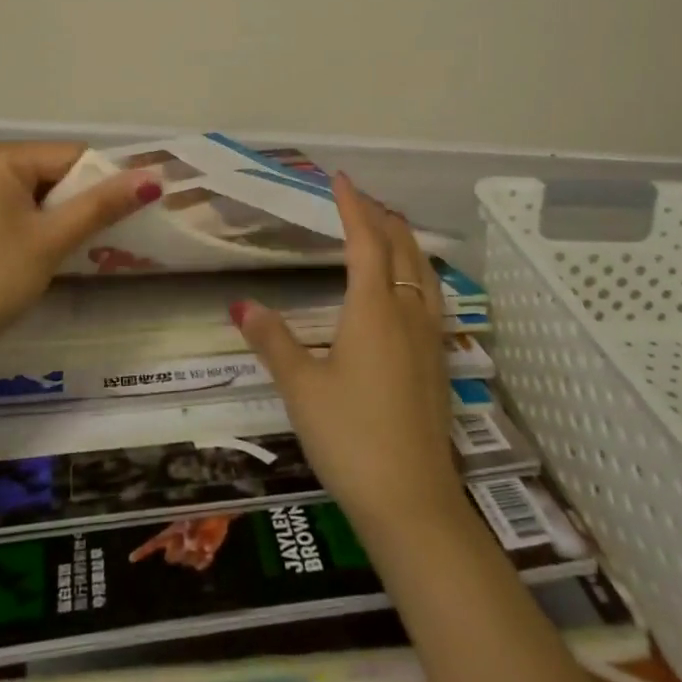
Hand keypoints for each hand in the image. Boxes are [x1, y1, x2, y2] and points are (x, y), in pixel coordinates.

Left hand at [0, 141, 160, 368]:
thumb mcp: (52, 240)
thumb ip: (102, 205)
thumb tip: (154, 177)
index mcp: (2, 157)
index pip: (73, 155)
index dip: (104, 183)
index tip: (127, 215)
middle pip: (58, 170)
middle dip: (84, 200)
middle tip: (107, 236)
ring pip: (44, 190)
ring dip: (67, 214)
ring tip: (84, 246)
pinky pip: (25, 205)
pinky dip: (45, 223)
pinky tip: (53, 250)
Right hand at [129, 515, 231, 570]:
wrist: (221, 513)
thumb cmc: (205, 510)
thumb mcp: (196, 516)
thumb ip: (192, 529)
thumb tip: (189, 543)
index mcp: (174, 530)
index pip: (155, 542)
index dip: (143, 550)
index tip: (131, 558)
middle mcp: (179, 542)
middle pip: (170, 557)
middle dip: (179, 553)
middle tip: (191, 542)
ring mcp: (190, 550)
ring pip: (186, 562)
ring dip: (195, 555)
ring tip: (204, 542)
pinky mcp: (202, 556)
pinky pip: (199, 566)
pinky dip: (204, 561)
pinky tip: (209, 552)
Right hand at [232, 174, 463, 540]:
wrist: (413, 502)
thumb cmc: (351, 437)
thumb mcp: (301, 388)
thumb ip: (273, 341)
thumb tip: (243, 305)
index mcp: (374, 308)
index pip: (365, 240)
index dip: (353, 206)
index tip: (340, 179)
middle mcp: (408, 312)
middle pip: (401, 248)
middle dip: (381, 217)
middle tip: (360, 199)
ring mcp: (430, 337)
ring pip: (424, 270)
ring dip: (405, 241)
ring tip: (389, 228)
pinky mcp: (439, 362)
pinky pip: (432, 295)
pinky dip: (418, 270)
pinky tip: (411, 287)